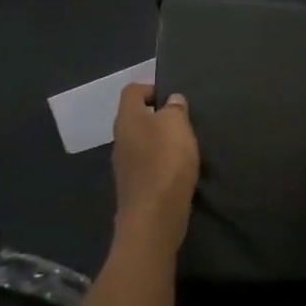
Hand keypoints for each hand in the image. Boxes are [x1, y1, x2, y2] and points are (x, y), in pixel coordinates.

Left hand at [111, 83, 199, 252]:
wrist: (154, 217)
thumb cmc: (165, 161)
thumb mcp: (176, 124)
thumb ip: (174, 108)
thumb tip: (171, 101)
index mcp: (127, 119)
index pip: (132, 91)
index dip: (152, 88)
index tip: (174, 99)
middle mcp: (120, 140)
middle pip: (137, 118)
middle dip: (159, 117)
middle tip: (184, 123)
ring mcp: (124, 166)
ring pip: (142, 143)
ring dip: (162, 142)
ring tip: (185, 147)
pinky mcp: (134, 188)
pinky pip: (148, 165)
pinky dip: (162, 164)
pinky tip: (179, 171)